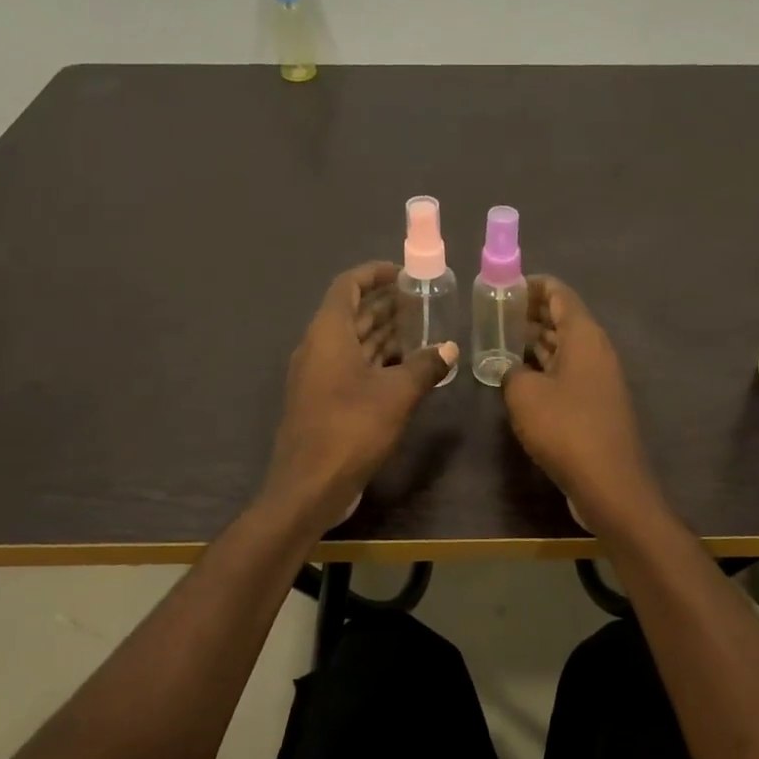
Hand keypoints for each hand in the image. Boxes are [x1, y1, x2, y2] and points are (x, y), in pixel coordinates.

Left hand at [261, 262, 456, 533]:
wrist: (309, 486)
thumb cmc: (351, 429)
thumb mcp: (397, 394)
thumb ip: (425, 366)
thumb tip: (449, 348)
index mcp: (328, 334)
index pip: (348, 286)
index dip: (374, 274)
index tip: (404, 273)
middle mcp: (318, 348)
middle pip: (352, 313)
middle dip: (385, 304)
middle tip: (423, 302)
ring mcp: (318, 376)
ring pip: (353, 342)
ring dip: (384, 333)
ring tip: (421, 329)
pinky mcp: (323, 401)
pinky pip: (352, 367)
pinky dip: (377, 360)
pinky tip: (406, 368)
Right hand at [501, 276, 658, 522]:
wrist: (609, 483)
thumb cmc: (566, 429)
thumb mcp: (525, 395)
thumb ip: (511, 371)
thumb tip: (510, 369)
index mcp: (584, 336)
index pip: (559, 293)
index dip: (532, 285)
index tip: (504, 285)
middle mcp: (596, 351)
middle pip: (563, 319)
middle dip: (530, 312)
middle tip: (495, 312)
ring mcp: (598, 379)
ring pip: (564, 347)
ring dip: (535, 341)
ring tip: (500, 338)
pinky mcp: (595, 404)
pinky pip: (566, 373)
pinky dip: (544, 367)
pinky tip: (519, 376)